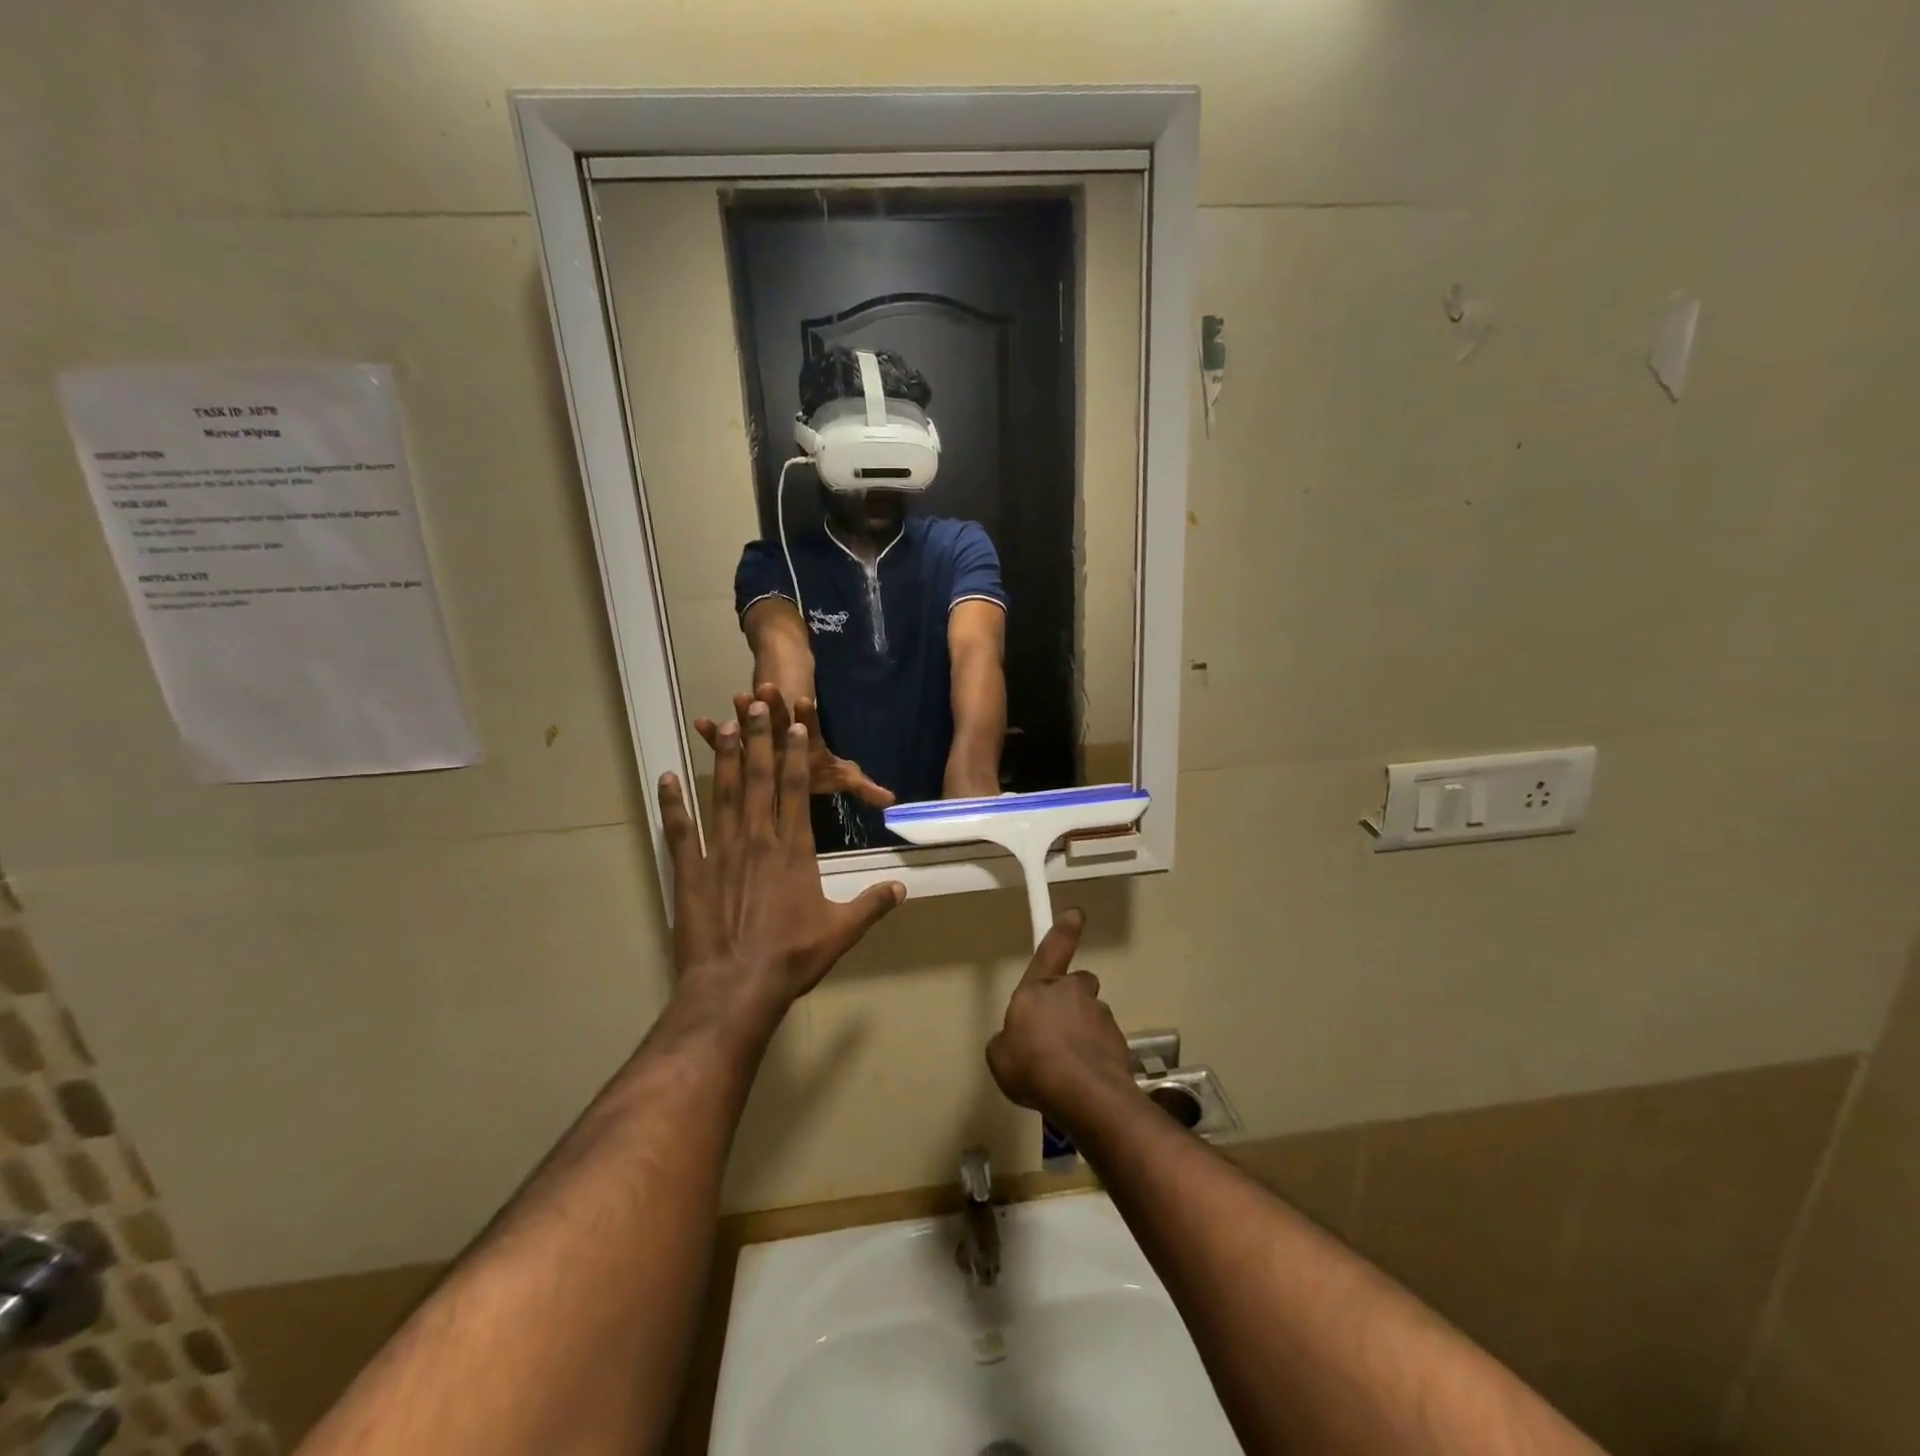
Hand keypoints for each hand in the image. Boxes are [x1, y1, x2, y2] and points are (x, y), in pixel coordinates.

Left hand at [660, 696, 904, 1020]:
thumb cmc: (792, 957)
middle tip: (755, 704)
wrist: (735, 987)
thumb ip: (872, 905)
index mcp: (794, 849)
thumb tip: (902, 889)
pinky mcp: (690, 872)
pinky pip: (681, 831)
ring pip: (723, 795)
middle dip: (759, 739)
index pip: (797, 789)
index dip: (796, 753)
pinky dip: (673, 803)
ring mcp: (720, 852)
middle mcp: (758, 840)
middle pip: (760, 780)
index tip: (795, 724)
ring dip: (724, 759)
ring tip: (722, 725)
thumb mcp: (841, 931)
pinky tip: (667, 778)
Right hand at [986, 910, 1138, 1129]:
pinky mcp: (1119, 1041)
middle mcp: (1072, 992)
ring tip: (1069, 1065)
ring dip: (1083, 1030)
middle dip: (1070, 998)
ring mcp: (1100, 1015)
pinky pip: (1104, 1042)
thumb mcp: (999, 1056)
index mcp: (1039, 988)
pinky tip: (1084, 1080)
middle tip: (1057, 1028)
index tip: (1076, 913)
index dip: (1063, 930)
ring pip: (1091, 1014)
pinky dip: (1096, 1054)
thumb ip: (1006, 1040)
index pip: (1052, 949)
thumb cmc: (1033, 1067)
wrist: (1085, 1095)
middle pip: (1077, 984)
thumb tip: (1014, 1040)